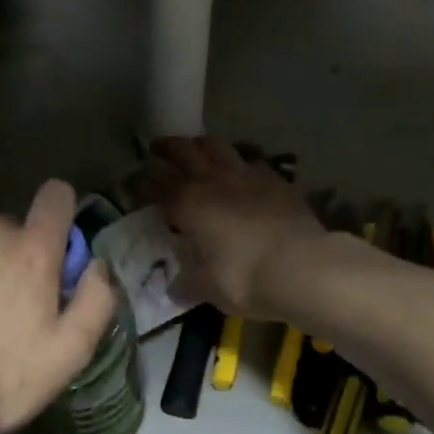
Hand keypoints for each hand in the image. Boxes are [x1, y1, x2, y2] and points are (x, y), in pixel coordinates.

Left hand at [0, 180, 117, 433]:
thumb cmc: (1, 377)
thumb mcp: (69, 353)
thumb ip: (96, 301)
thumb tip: (97, 266)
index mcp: (33, 251)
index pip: (56, 198)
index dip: (59, 211)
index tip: (55, 242)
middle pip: (8, 230)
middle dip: (11, 258)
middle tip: (3, 308)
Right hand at [144, 137, 327, 317]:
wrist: (303, 267)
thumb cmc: (245, 279)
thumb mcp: (208, 288)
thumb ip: (188, 281)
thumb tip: (174, 286)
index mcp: (187, 203)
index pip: (153, 184)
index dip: (138, 182)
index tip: (130, 182)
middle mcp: (212, 180)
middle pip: (183, 150)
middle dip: (166, 147)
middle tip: (157, 149)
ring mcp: (247, 174)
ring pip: (217, 145)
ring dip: (202, 145)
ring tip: (197, 150)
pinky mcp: (276, 179)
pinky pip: (251, 161)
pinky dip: (240, 163)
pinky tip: (242, 173)